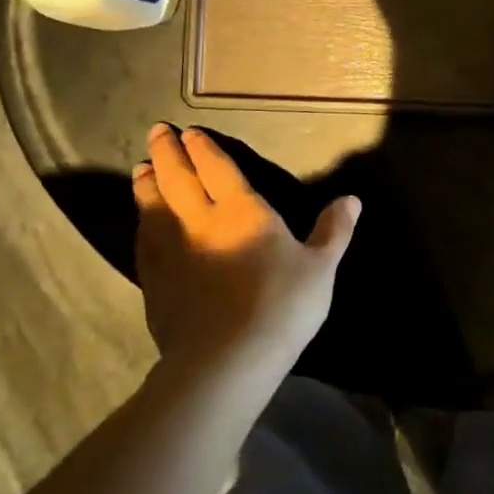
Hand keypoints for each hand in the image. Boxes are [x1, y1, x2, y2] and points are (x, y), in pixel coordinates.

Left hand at [131, 125, 358, 376]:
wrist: (226, 361)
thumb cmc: (281, 307)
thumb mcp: (321, 268)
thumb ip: (334, 231)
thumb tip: (352, 199)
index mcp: (242, 211)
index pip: (218, 169)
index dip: (204, 149)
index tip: (189, 132)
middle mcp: (200, 222)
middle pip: (178, 179)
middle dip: (168, 154)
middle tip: (156, 132)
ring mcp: (172, 253)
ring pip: (153, 207)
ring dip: (148, 183)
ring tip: (141, 169)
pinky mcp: (155, 283)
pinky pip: (143, 241)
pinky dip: (141, 223)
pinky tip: (141, 223)